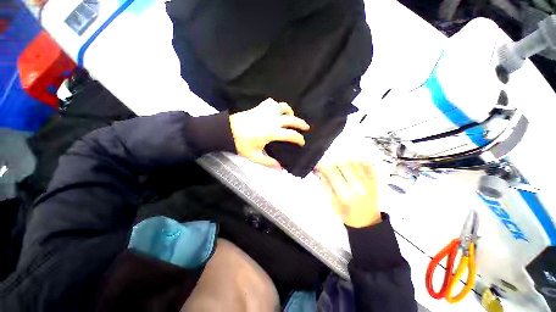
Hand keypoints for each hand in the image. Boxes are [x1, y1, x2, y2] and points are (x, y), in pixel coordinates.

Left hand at [229, 98, 309, 167]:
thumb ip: (269, 162)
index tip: (302, 142)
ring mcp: (266, 112)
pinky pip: (272, 103)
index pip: (291, 135)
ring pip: (283, 107)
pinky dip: (277, 106)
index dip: (299, 139)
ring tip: (291, 116)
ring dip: (290, 111)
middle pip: (291, 119)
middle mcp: (272, 120)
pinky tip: (277, 111)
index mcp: (272, 133)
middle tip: (306, 127)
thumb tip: (280, 169)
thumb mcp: (255, 156)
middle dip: (301, 123)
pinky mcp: (260, 107)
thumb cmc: (241, 144)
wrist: (227, 131)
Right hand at [316, 162, 381, 227]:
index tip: (319, 166)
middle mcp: (357, 185)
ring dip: (345, 163)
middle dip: (333, 164)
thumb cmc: (347, 214)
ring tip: (342, 170)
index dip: (323, 166)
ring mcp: (368, 182)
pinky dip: (359, 162)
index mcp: (345, 193)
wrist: (366, 221)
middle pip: (343, 164)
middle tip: (330, 169)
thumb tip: (320, 172)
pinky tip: (354, 167)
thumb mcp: (332, 202)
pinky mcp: (375, 180)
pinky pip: (367, 165)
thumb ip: (326, 186)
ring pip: (354, 162)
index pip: (332, 172)